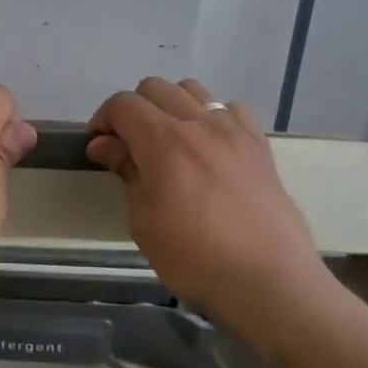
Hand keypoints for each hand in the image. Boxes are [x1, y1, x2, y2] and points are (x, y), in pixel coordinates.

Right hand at [86, 78, 330, 333]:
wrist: (268, 280)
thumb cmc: (194, 256)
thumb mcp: (143, 220)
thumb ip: (126, 171)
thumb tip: (105, 145)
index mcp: (163, 140)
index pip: (123, 103)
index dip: (103, 118)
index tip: (98, 145)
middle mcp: (198, 123)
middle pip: (155, 87)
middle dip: (133, 109)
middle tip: (129, 144)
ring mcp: (233, 130)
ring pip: (193, 90)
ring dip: (171, 105)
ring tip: (169, 140)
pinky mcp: (259, 144)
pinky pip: (230, 109)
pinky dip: (211, 117)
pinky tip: (209, 146)